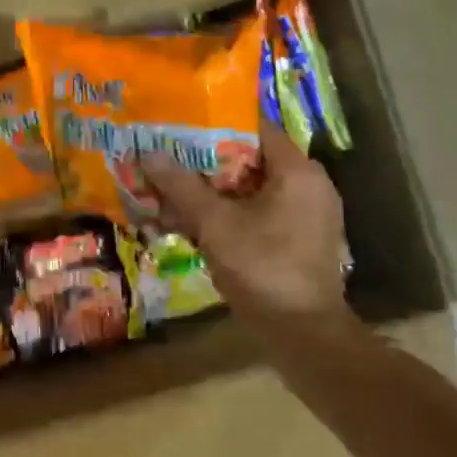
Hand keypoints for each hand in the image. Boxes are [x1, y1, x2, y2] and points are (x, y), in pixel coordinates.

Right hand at [141, 115, 350, 330]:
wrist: (304, 336)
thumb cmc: (263, 267)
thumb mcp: (215, 224)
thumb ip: (181, 186)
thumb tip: (148, 153)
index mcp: (297, 171)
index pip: (254, 126)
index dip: (215, 121)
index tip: (180, 121)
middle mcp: (308, 185)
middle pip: (249, 158)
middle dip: (204, 160)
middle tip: (167, 156)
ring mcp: (305, 214)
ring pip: (249, 188)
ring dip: (211, 190)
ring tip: (170, 190)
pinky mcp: (298, 238)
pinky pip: (257, 212)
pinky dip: (227, 212)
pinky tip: (191, 221)